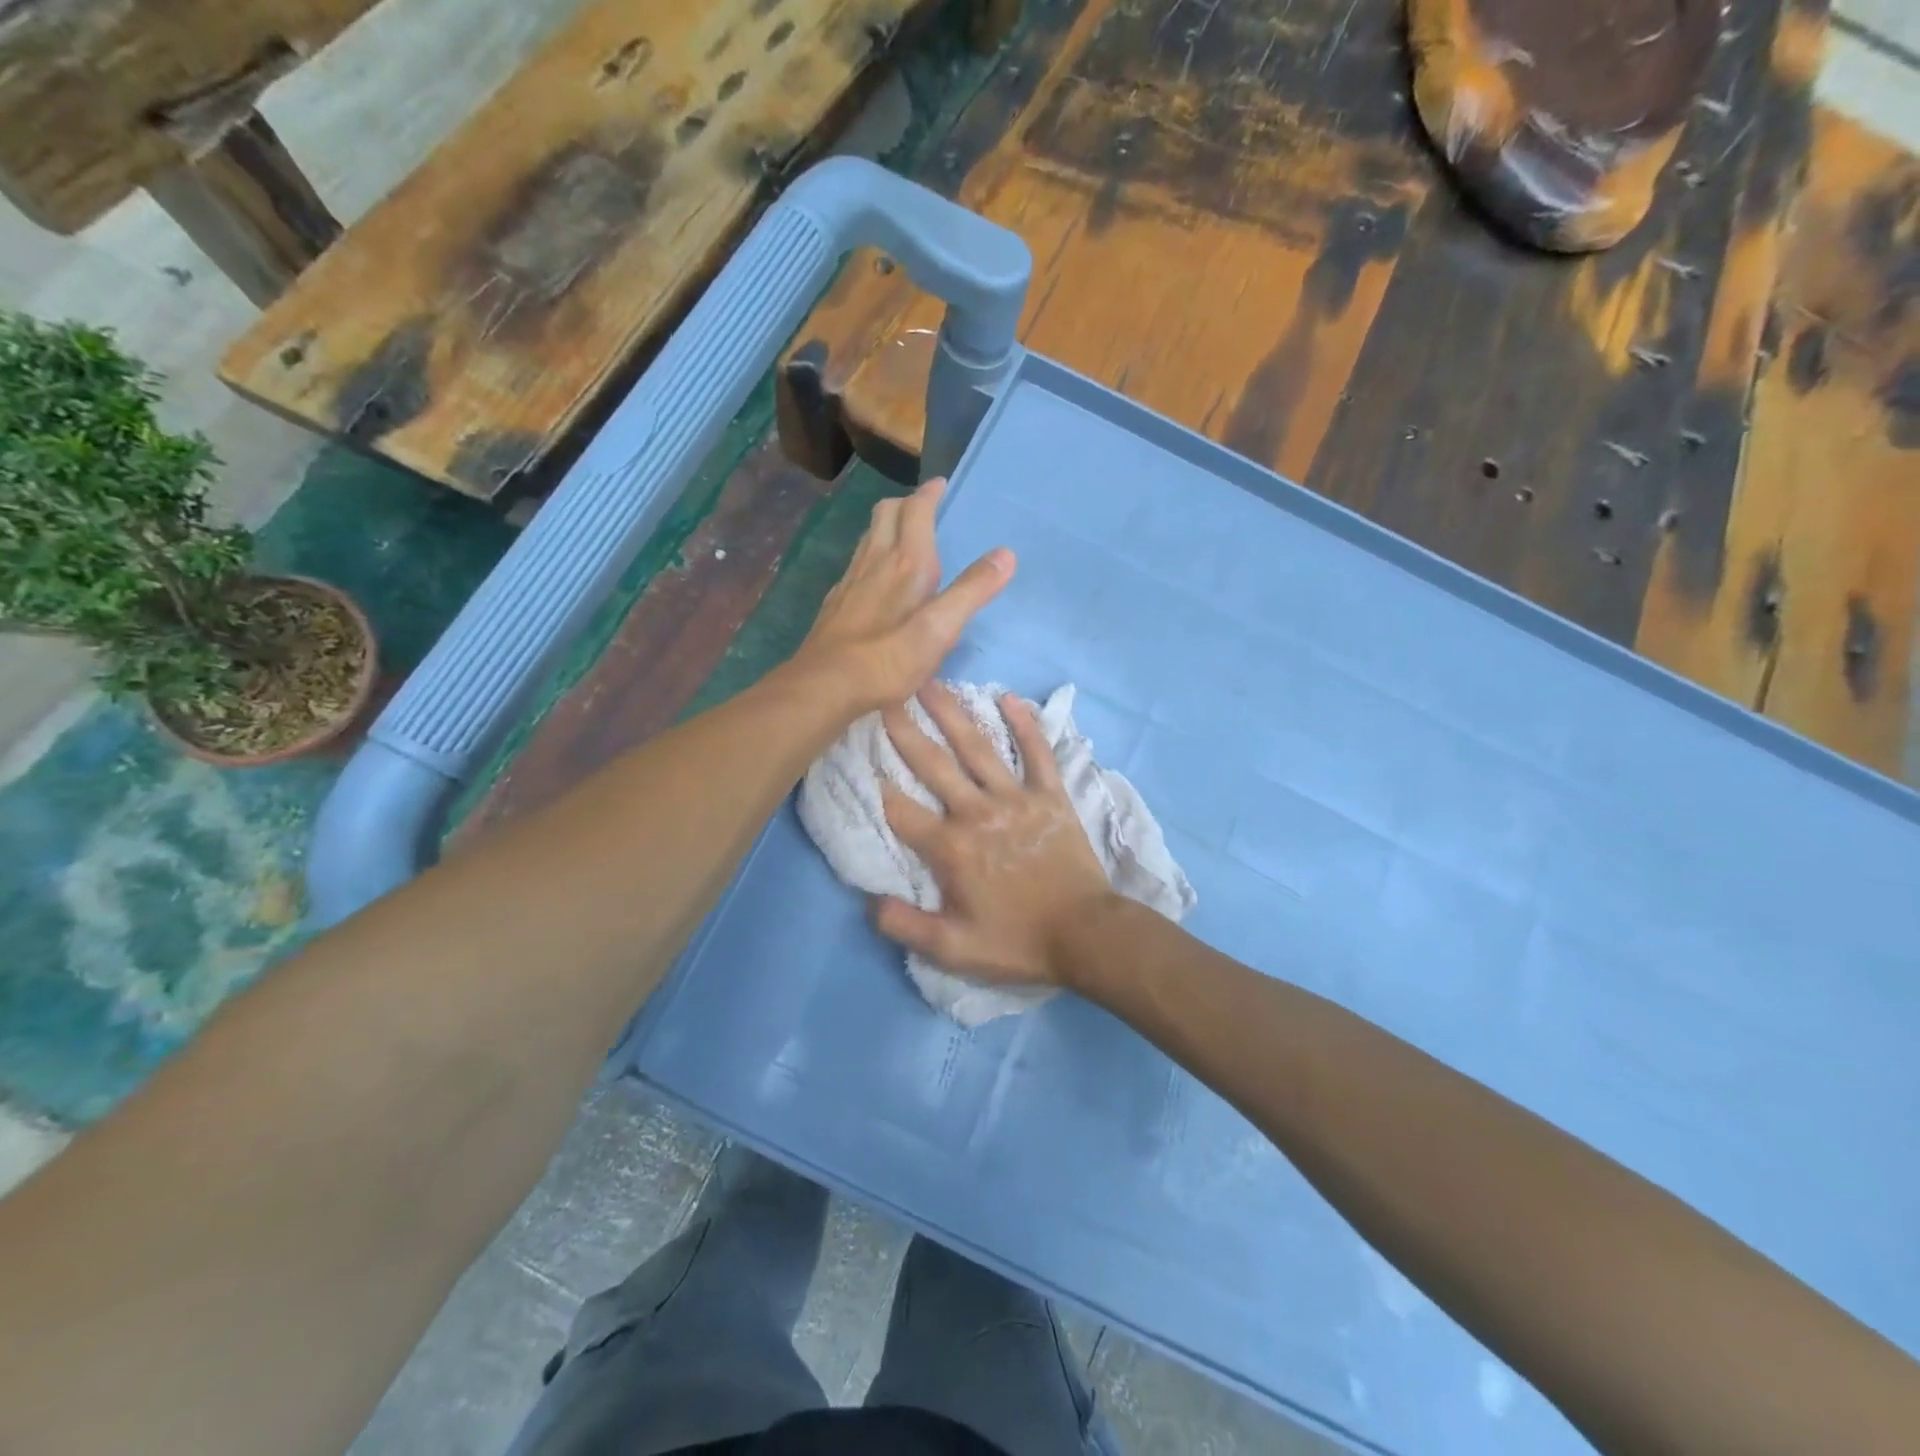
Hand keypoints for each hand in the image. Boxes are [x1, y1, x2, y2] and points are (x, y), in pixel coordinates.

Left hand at [792, 477, 1013, 714]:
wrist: (826, 685)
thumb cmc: (888, 659)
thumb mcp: (939, 629)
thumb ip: (971, 591)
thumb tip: (1005, 554)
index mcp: (905, 563)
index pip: (916, 511)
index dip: (929, 494)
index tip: (941, 485)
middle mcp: (875, 562)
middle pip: (885, 514)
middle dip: (906, 503)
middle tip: (923, 507)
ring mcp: (850, 581)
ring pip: (868, 537)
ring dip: (886, 526)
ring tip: (903, 535)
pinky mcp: (836, 603)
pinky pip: (856, 564)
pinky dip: (871, 556)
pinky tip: (875, 578)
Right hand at [875, 684, 1113, 988]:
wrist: (1086, 935)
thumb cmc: (1017, 942)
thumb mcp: (953, 949)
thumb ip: (904, 925)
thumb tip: (868, 901)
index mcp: (950, 848)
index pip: (900, 809)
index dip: (874, 782)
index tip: (855, 751)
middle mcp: (977, 812)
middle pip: (933, 764)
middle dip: (904, 730)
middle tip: (882, 695)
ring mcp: (1016, 798)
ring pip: (978, 748)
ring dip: (952, 713)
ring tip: (930, 682)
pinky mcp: (1050, 795)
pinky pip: (1037, 753)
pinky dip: (1025, 724)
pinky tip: (1009, 697)